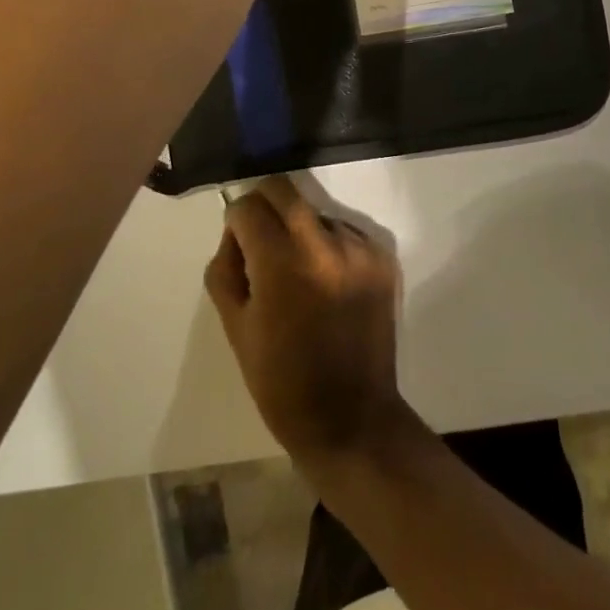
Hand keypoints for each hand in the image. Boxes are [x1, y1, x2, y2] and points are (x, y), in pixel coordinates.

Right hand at [204, 177, 408, 468]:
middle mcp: (325, 244)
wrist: (351, 419)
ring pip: (316, 211)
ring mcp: (359, 248)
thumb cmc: (282, 381)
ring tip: (301, 274)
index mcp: (282, 264)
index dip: (236, 221)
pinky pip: (345, 231)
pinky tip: (328, 283)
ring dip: (300, 229)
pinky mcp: (383, 258)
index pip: (249, 206)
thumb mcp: (235, 328)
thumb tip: (236, 233)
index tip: (238, 244)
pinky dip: (330, 245)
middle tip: (260, 239)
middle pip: (284, 190)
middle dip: (264, 206)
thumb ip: (226, 268)